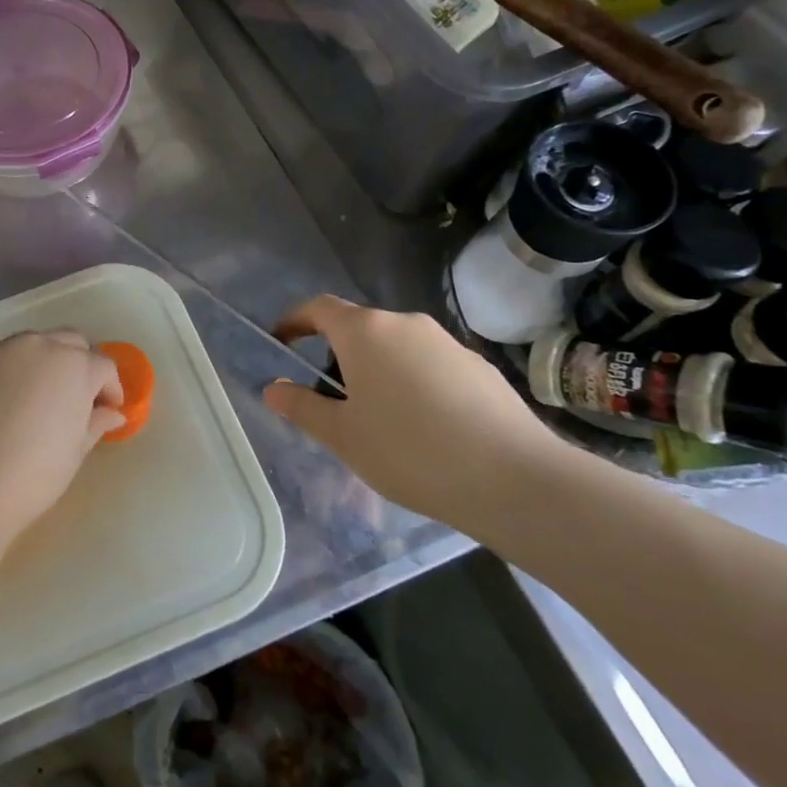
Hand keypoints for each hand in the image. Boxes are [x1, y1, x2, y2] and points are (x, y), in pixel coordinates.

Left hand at [0, 330, 124, 544]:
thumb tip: (112, 413)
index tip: (105, 411)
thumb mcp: (74, 453)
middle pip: (70, 342)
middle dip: (78, 365)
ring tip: (32, 393)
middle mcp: (41, 345)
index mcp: (76, 367)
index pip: (103, 367)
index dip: (109, 389)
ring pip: (31, 341)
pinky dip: (0, 359)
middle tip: (72, 398)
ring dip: (40, 359)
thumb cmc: (31, 477)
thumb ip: (95, 424)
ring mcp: (0, 347)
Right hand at [261, 297, 578, 532]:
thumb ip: (302, 407)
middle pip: (360, 328)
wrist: (514, 478)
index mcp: (365, 332)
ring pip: (397, 347)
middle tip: (332, 400)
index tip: (281, 342)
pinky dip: (414, 383)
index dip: (295, 321)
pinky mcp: (479, 366)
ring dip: (378, 371)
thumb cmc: (410, 451)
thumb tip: (272, 389)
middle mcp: (406, 324)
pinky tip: (426, 429)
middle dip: (338, 355)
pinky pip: (430, 365)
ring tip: (380, 420)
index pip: (319, 308)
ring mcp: (447, 342)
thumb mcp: (343, 436)